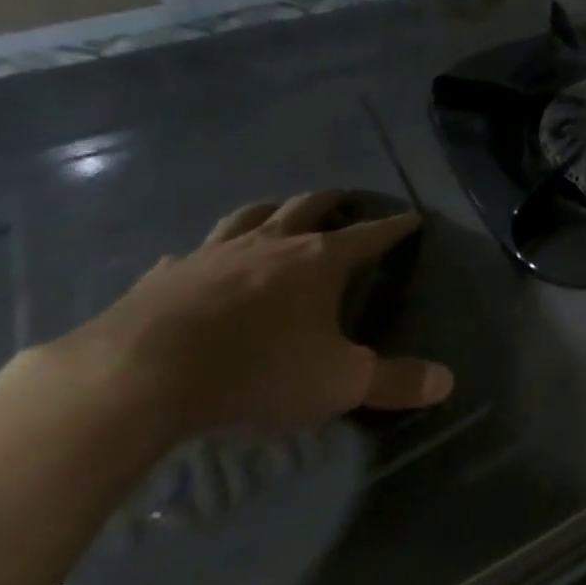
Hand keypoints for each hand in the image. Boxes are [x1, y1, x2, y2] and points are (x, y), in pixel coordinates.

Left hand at [27, 192, 452, 442]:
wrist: (137, 377)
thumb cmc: (256, 371)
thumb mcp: (339, 383)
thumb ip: (395, 381)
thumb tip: (447, 381)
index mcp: (319, 261)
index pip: (370, 235)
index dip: (395, 227)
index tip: (413, 217)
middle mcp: (271, 244)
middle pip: (309, 206)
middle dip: (335, 201)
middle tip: (349, 201)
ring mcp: (213, 254)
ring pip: (251, 215)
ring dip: (273, 209)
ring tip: (281, 211)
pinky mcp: (164, 275)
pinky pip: (193, 252)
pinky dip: (209, 252)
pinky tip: (201, 262)